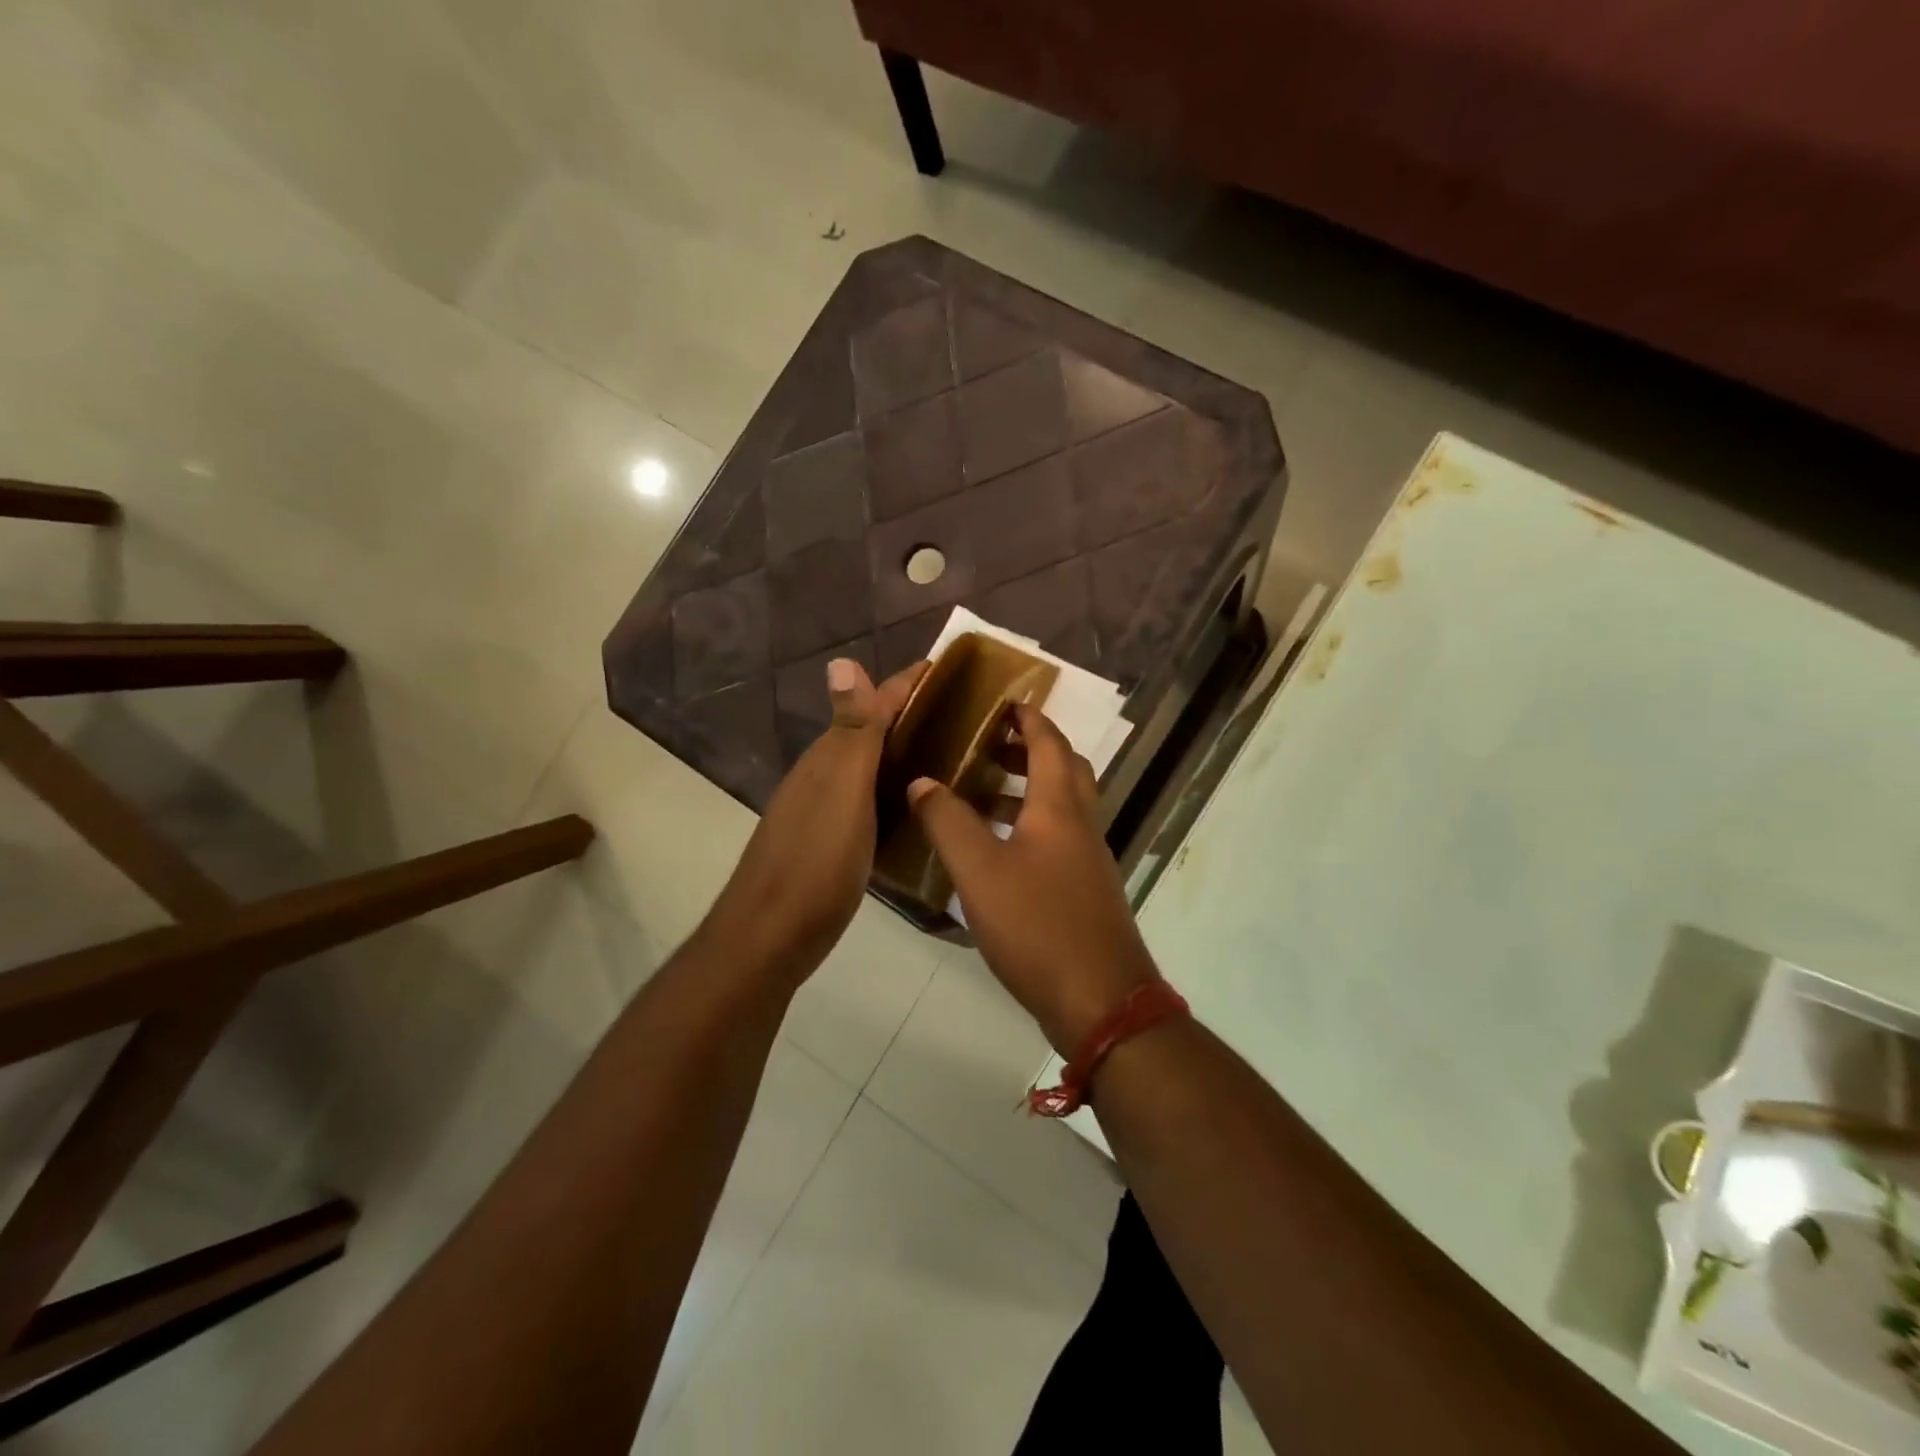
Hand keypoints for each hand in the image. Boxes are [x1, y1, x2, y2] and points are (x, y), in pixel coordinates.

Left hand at [708, 657, 925, 981]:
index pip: (872, 704)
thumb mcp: (842, 793)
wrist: (771, 936)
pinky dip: (895, 788)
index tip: (952, 666)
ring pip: (870, 765)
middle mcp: (824, 775)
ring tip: (952, 750)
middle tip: (967, 712)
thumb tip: (842, 658)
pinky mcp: (831, 841)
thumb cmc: (815, 862)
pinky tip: (917, 802)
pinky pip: (870, 798)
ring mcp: (825, 810)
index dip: (908, 683)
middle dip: (912, 714)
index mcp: (829, 757)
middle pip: (871, 731)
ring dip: (904, 750)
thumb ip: (851, 732)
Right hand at [907, 704, 1158, 1053]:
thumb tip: (921, 780)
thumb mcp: (979, 872)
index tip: (1004, 701)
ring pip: (1063, 806)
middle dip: (1030, 749)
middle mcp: (1082, 825)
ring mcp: (1090, 860)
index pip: (1050, 743)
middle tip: (989, 744)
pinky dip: (1031, 825)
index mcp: (1060, 808)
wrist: (1101, 1002)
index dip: (1029, 718)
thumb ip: (947, 822)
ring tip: (982, 793)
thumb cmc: (1038, 926)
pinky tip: (997, 851)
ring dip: (1029, 789)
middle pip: (1065, 769)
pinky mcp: (1087, 891)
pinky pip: (1061, 838)